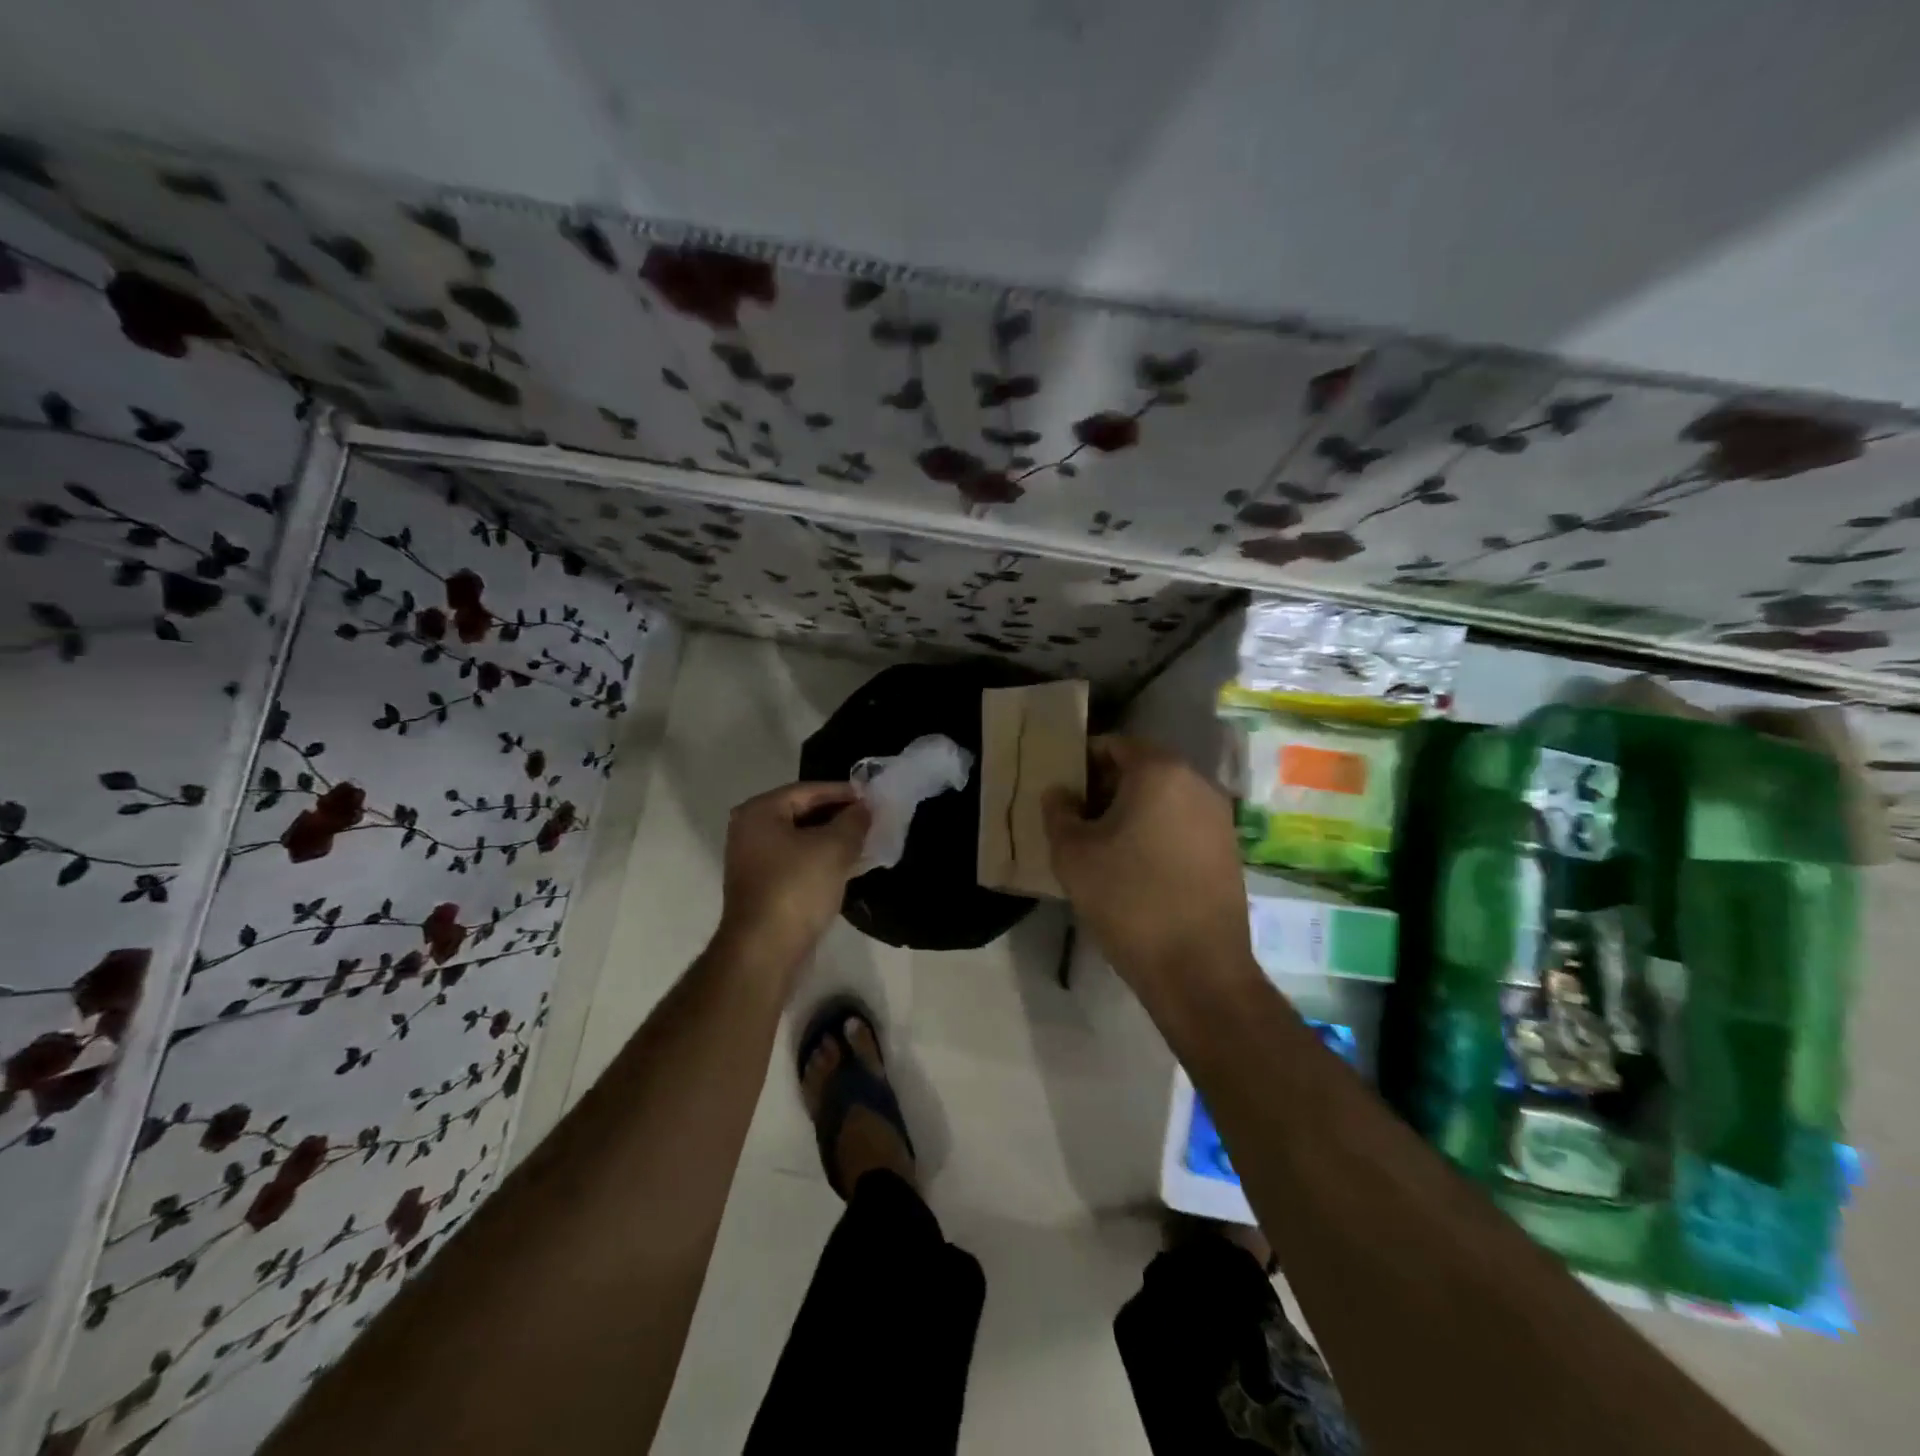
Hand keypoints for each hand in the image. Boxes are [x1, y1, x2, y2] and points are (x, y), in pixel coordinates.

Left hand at [715, 782, 870, 977]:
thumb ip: (854, 821)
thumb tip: (864, 808)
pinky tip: (849, 867)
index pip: (808, 790)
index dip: (843, 792)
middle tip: (873, 820)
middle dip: (839, 816)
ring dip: (833, 840)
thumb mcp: (834, 848)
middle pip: (803, 813)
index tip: (873, 798)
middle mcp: (750, 831)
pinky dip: (822, 861)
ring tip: (866, 842)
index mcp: (760, 812)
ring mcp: (754, 861)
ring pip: (802, 840)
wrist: (765, 951)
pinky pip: (798, 863)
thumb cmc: (797, 888)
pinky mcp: (764, 887)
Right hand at [1043, 736, 1257, 996]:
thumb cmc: (1128, 900)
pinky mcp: (1229, 850)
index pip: (1114, 745)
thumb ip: (1059, 811)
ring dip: (1132, 812)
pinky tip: (1138, 868)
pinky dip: (1157, 833)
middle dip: (1106, 788)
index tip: (1063, 793)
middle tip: (1078, 821)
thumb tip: (1060, 792)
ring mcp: (1219, 817)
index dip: (1082, 763)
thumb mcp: (1073, 854)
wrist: (1197, 969)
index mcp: (1160, 771)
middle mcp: (1197, 783)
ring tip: (1104, 848)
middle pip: (1142, 769)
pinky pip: (1183, 825)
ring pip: (1164, 798)